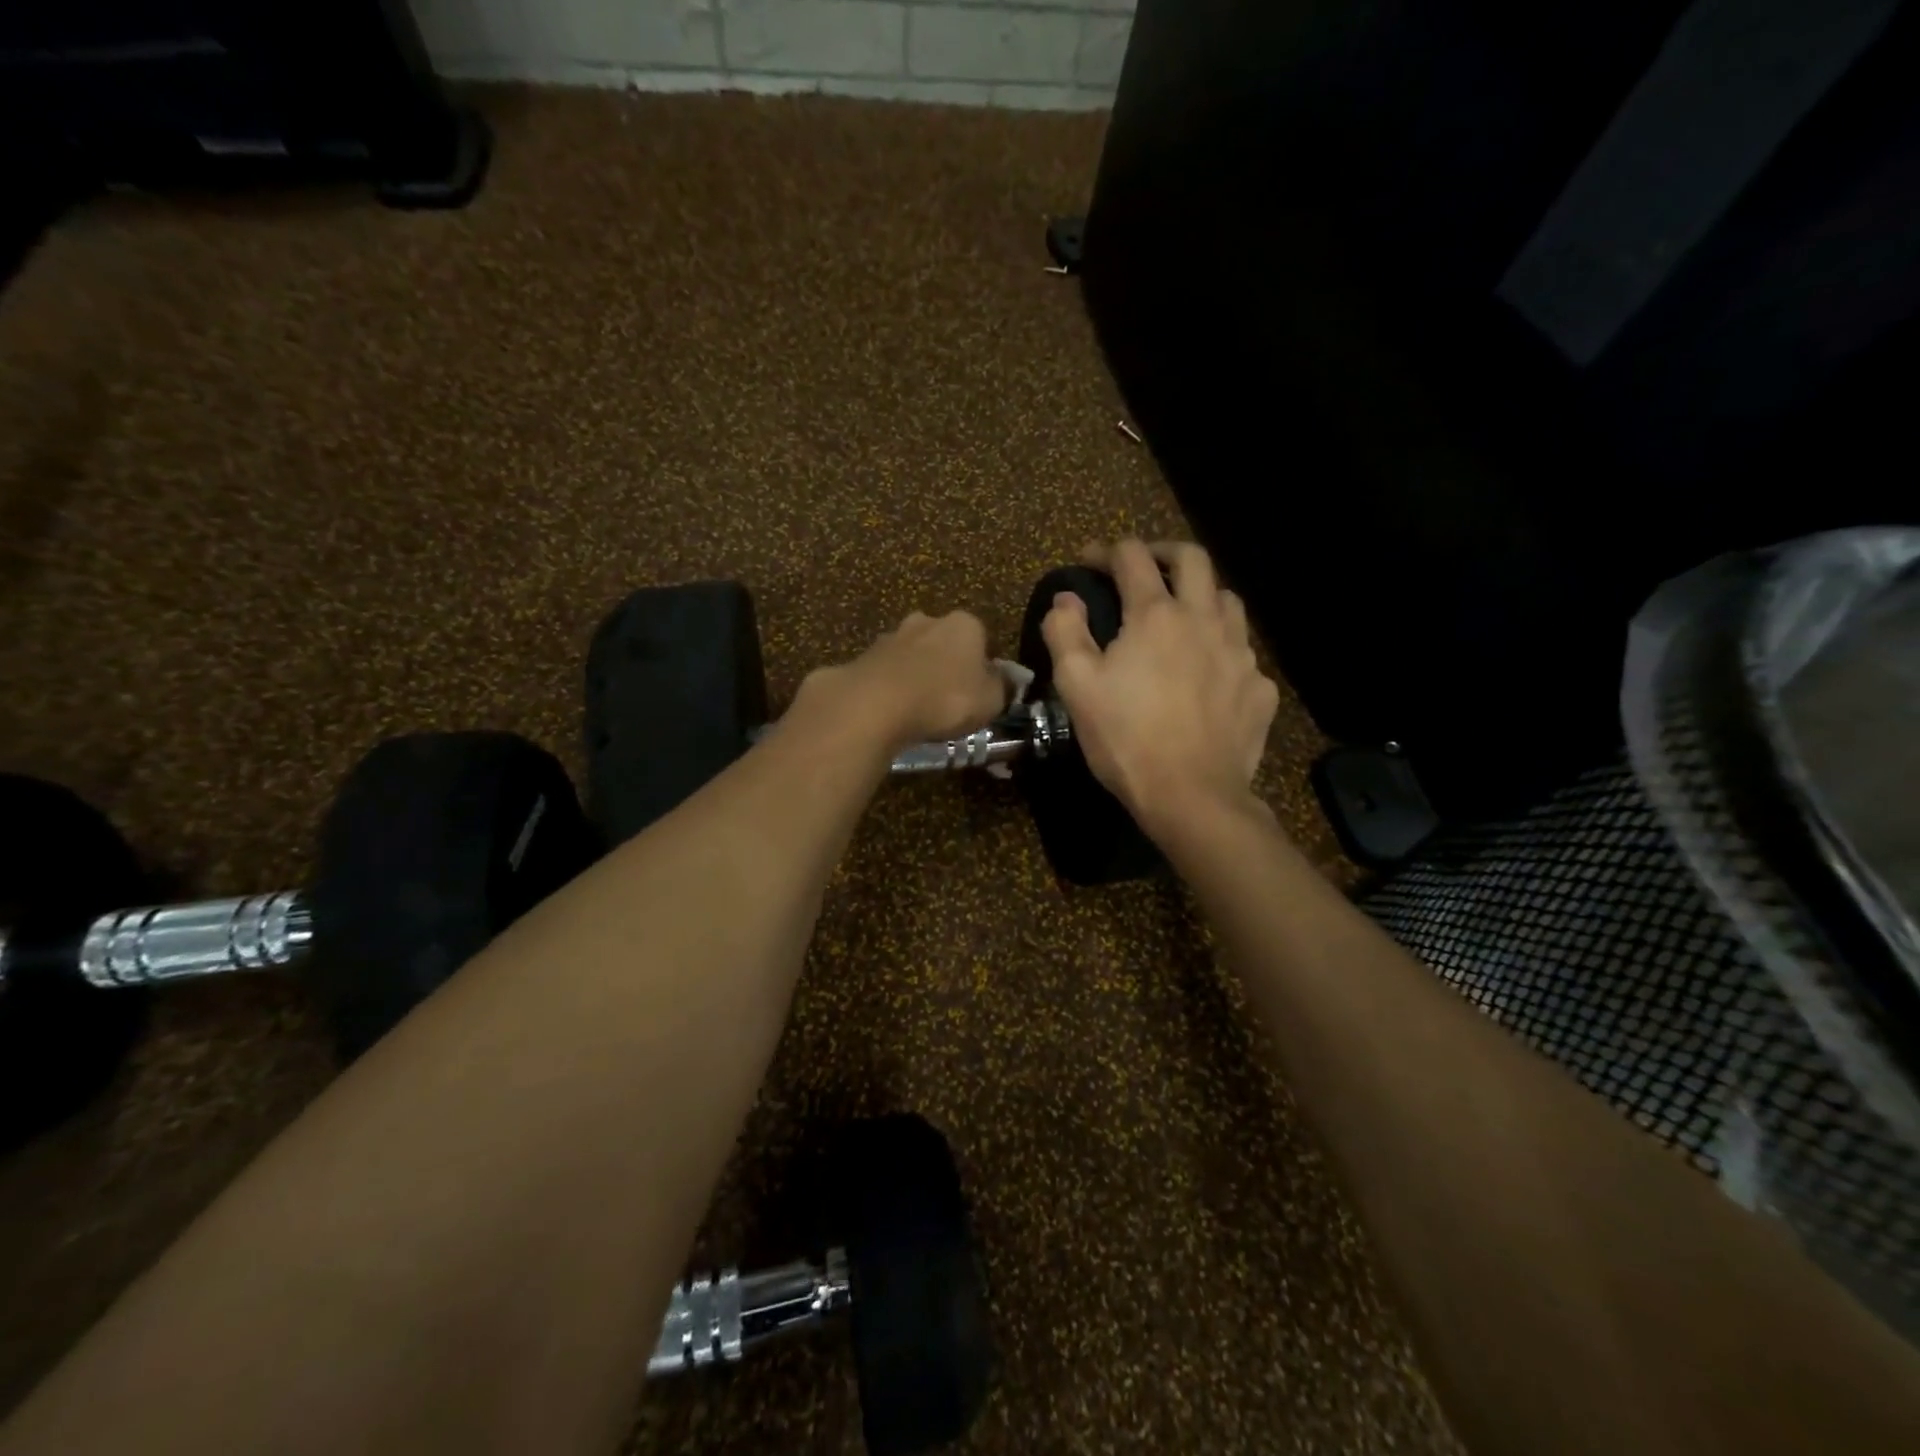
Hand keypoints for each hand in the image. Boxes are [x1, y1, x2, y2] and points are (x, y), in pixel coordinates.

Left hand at [798, 610, 1006, 756]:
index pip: (982, 639)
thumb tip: (1005, 679)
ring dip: (916, 674)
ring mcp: (892, 636)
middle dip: (947, 664)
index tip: (980, 692)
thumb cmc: (946, 699)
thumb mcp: (991, 700)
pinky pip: (886, 673)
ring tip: (918, 708)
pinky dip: (891, 687)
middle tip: (949, 699)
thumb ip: (1002, 686)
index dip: (983, 667)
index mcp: (965, 624)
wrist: (878, 704)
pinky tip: (892, 711)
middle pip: (944, 642)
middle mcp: (928, 620)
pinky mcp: (864, 656)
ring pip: (912, 655)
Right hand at [1042, 539, 1278, 838]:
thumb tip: (1066, 598)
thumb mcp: (1076, 685)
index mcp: (1156, 615)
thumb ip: (1065, 631)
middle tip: (1142, 567)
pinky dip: (1220, 648)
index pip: (1132, 557)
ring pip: (1226, 599)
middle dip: (1162, 552)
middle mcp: (1204, 620)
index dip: (1106, 551)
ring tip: (1181, 615)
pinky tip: (1207, 674)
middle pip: (1193, 558)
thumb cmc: (1125, 738)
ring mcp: (1240, 652)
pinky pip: (1242, 652)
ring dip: (1200, 595)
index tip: (1089, 560)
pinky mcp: (1259, 687)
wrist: (1192, 796)